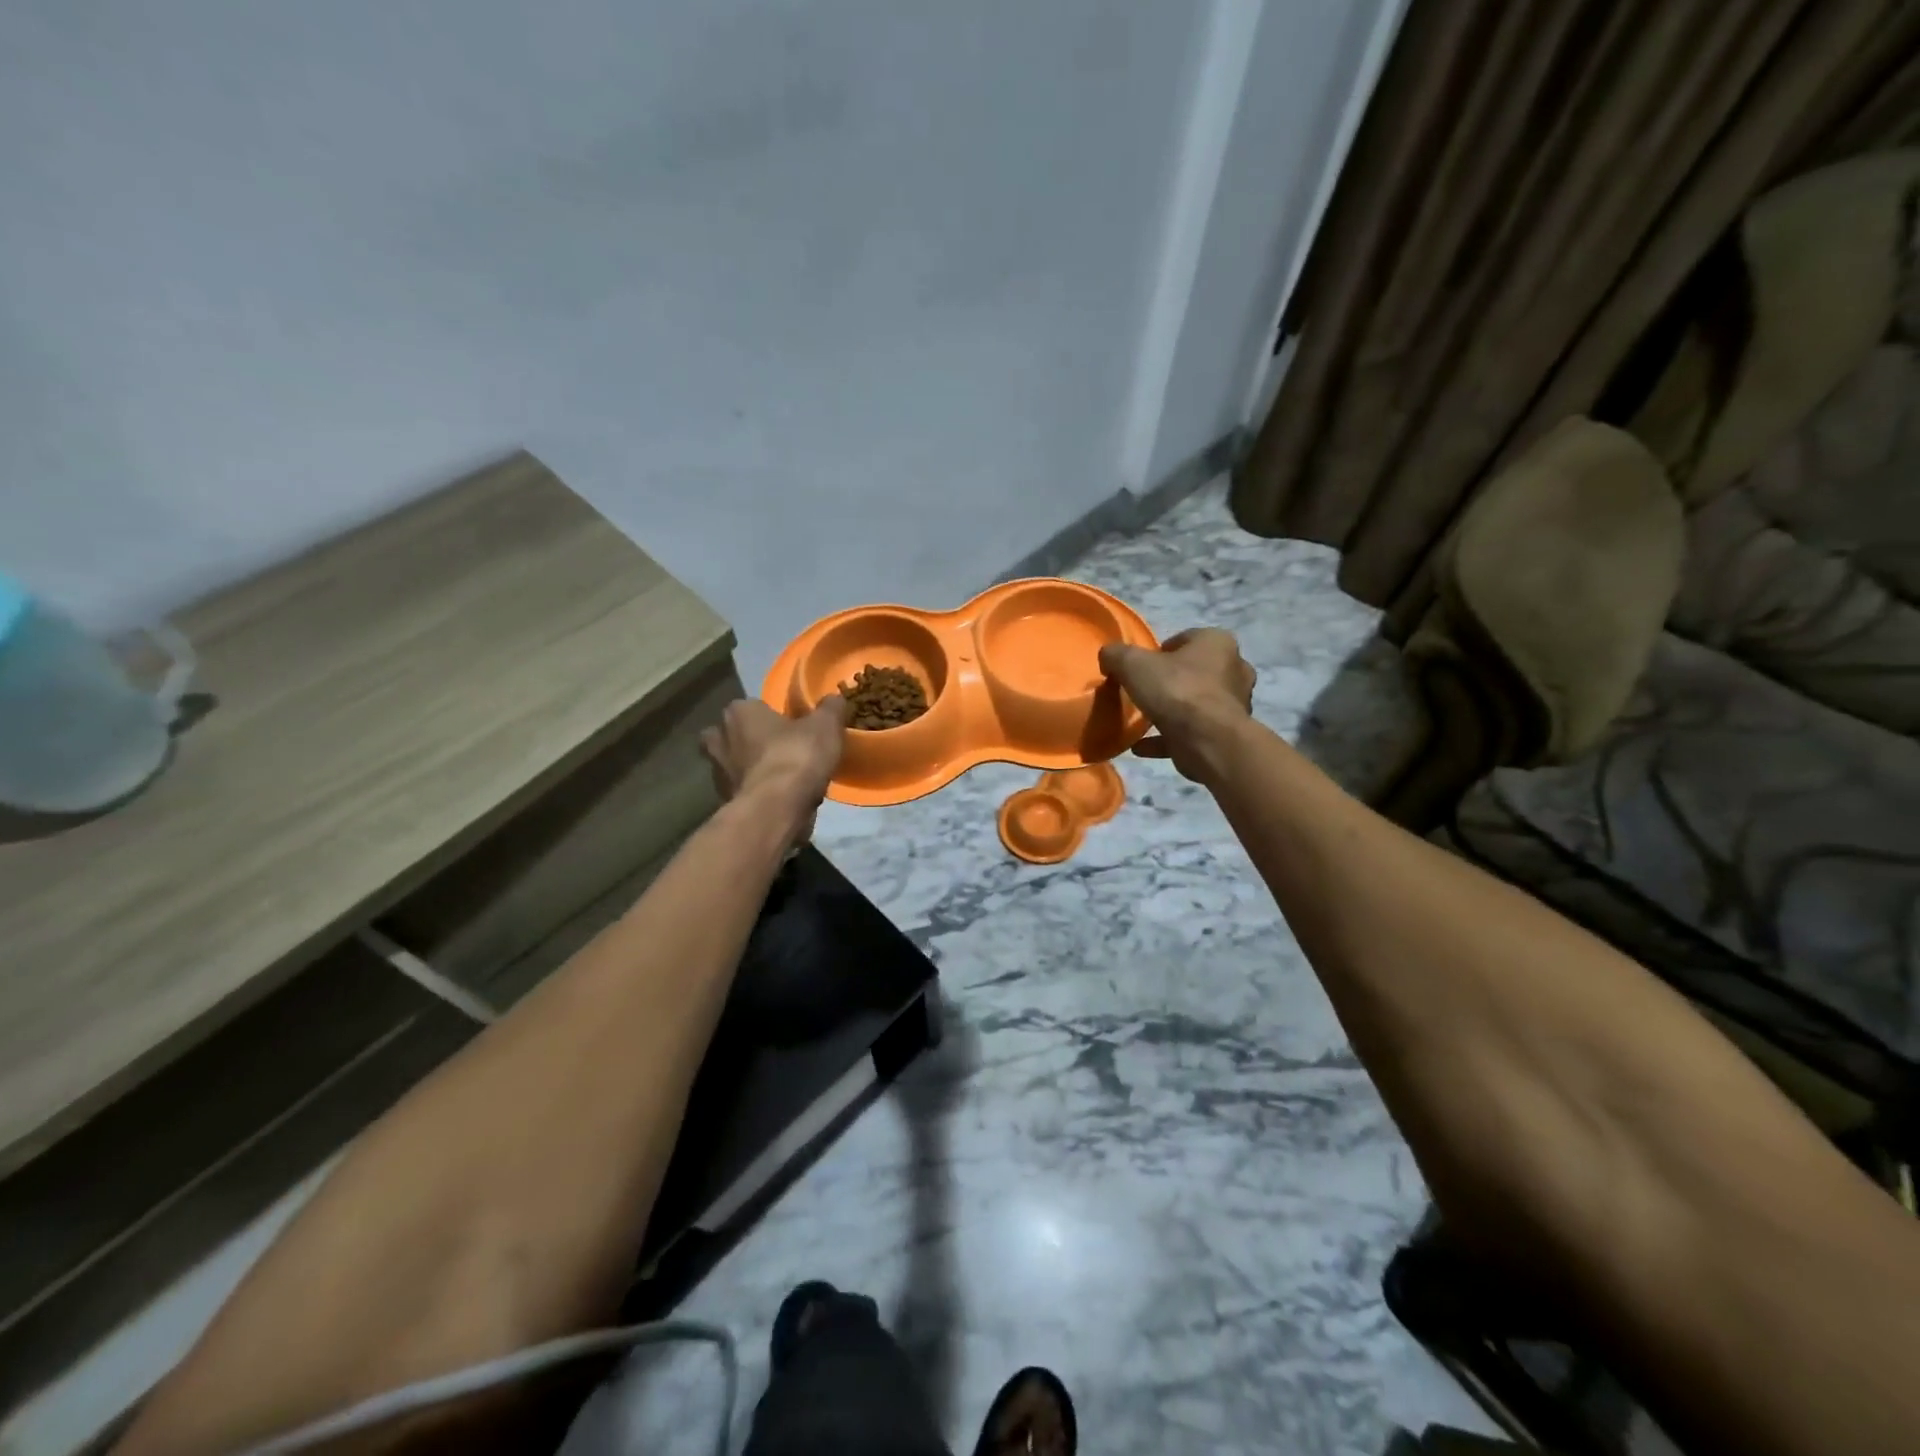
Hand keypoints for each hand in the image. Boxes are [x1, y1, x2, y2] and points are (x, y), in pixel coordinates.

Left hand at [700, 696, 848, 848]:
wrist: (777, 809)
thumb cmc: (796, 756)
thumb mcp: (826, 725)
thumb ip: (830, 708)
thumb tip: (834, 698)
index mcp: (739, 712)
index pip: (751, 706)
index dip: (769, 715)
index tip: (790, 726)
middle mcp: (720, 738)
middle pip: (732, 735)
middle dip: (747, 741)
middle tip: (776, 749)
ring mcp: (718, 773)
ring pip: (733, 765)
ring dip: (750, 769)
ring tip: (780, 777)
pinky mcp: (724, 801)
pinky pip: (742, 790)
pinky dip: (755, 793)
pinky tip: (778, 798)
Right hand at [1098, 628, 1255, 782]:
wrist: (1207, 740)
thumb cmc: (1175, 690)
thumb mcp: (1133, 664)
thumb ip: (1117, 655)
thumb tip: (1108, 656)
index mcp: (1218, 642)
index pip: (1187, 638)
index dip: (1161, 651)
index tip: (1142, 667)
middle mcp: (1234, 669)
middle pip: (1194, 671)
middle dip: (1171, 681)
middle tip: (1145, 691)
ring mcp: (1234, 704)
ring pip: (1196, 703)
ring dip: (1172, 711)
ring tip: (1144, 719)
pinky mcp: (1226, 734)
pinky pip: (1191, 732)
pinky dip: (1168, 738)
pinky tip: (1141, 746)